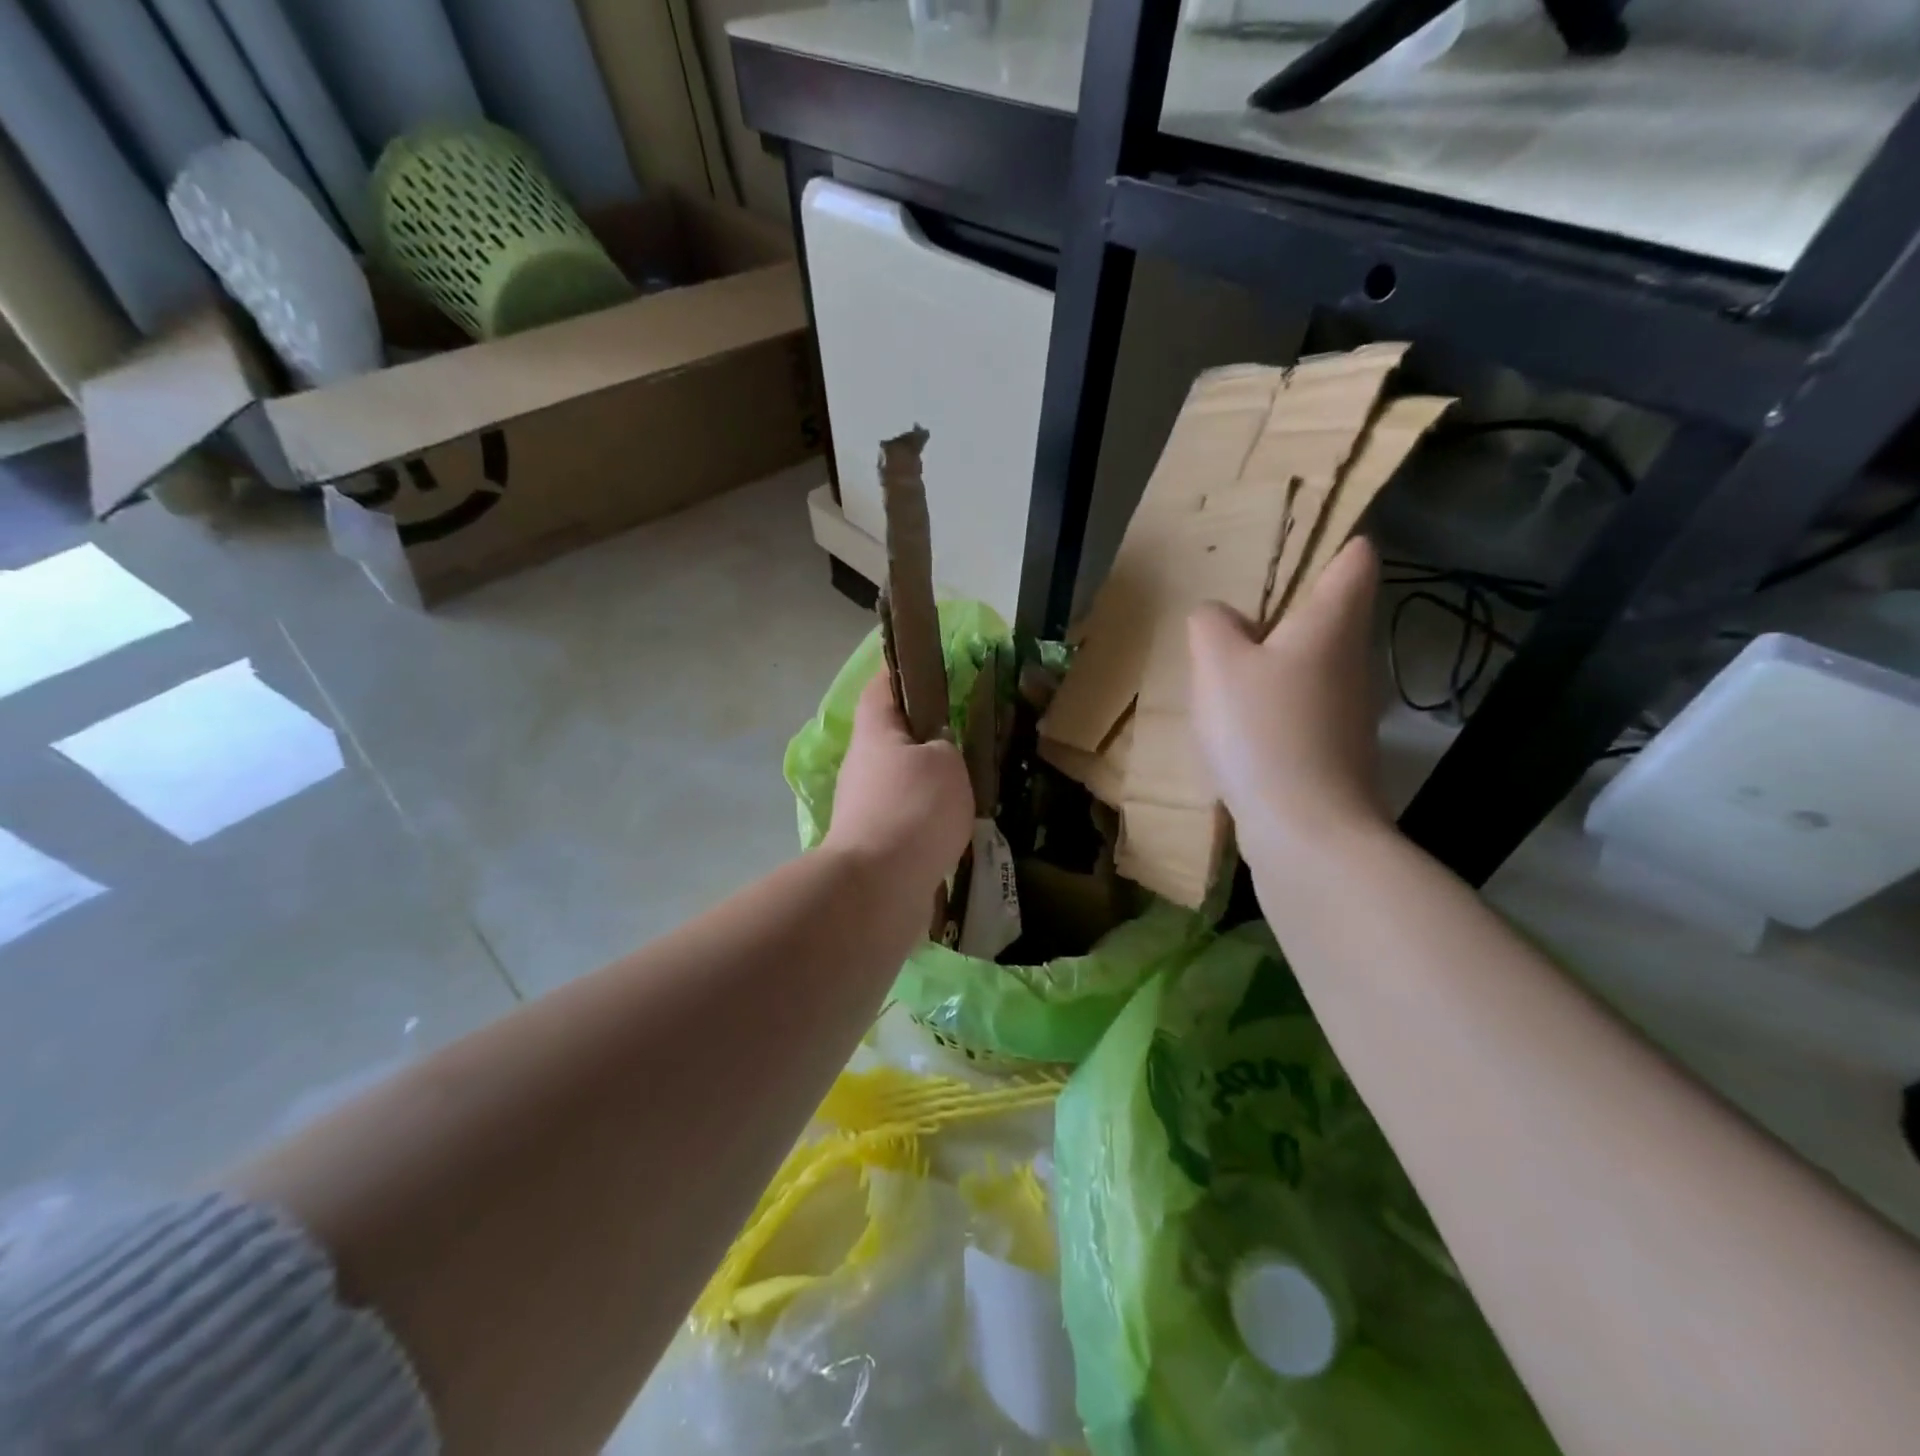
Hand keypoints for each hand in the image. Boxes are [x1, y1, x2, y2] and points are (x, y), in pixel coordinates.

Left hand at [825, 673, 973, 898]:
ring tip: (972, 781)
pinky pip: (908, 817)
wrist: (879, 888)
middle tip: (968, 732)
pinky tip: (959, 824)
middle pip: (894, 736)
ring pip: (903, 779)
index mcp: (875, 732)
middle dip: (927, 733)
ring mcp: (865, 806)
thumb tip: (938, 749)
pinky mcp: (876, 842)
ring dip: (931, 780)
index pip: (882, 685)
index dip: (903, 671)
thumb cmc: (914, 809)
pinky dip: (930, 817)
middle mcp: (863, 765)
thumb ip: (947, 744)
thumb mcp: (946, 762)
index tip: (931, 667)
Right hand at [1187, 536, 1388, 863]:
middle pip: (1330, 615)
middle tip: (1232, 615)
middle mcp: (1352, 660)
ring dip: (1275, 663)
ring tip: (1223, 671)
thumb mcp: (1217, 663)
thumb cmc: (1263, 730)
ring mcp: (1349, 710)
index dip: (1334, 544)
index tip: (1295, 547)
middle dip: (1287, 610)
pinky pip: (1301, 709)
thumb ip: (1211, 624)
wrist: (1306, 830)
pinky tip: (1236, 727)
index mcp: (1331, 623)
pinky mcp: (1335, 751)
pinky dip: (1274, 707)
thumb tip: (1220, 619)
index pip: (1354, 560)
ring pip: (1311, 665)